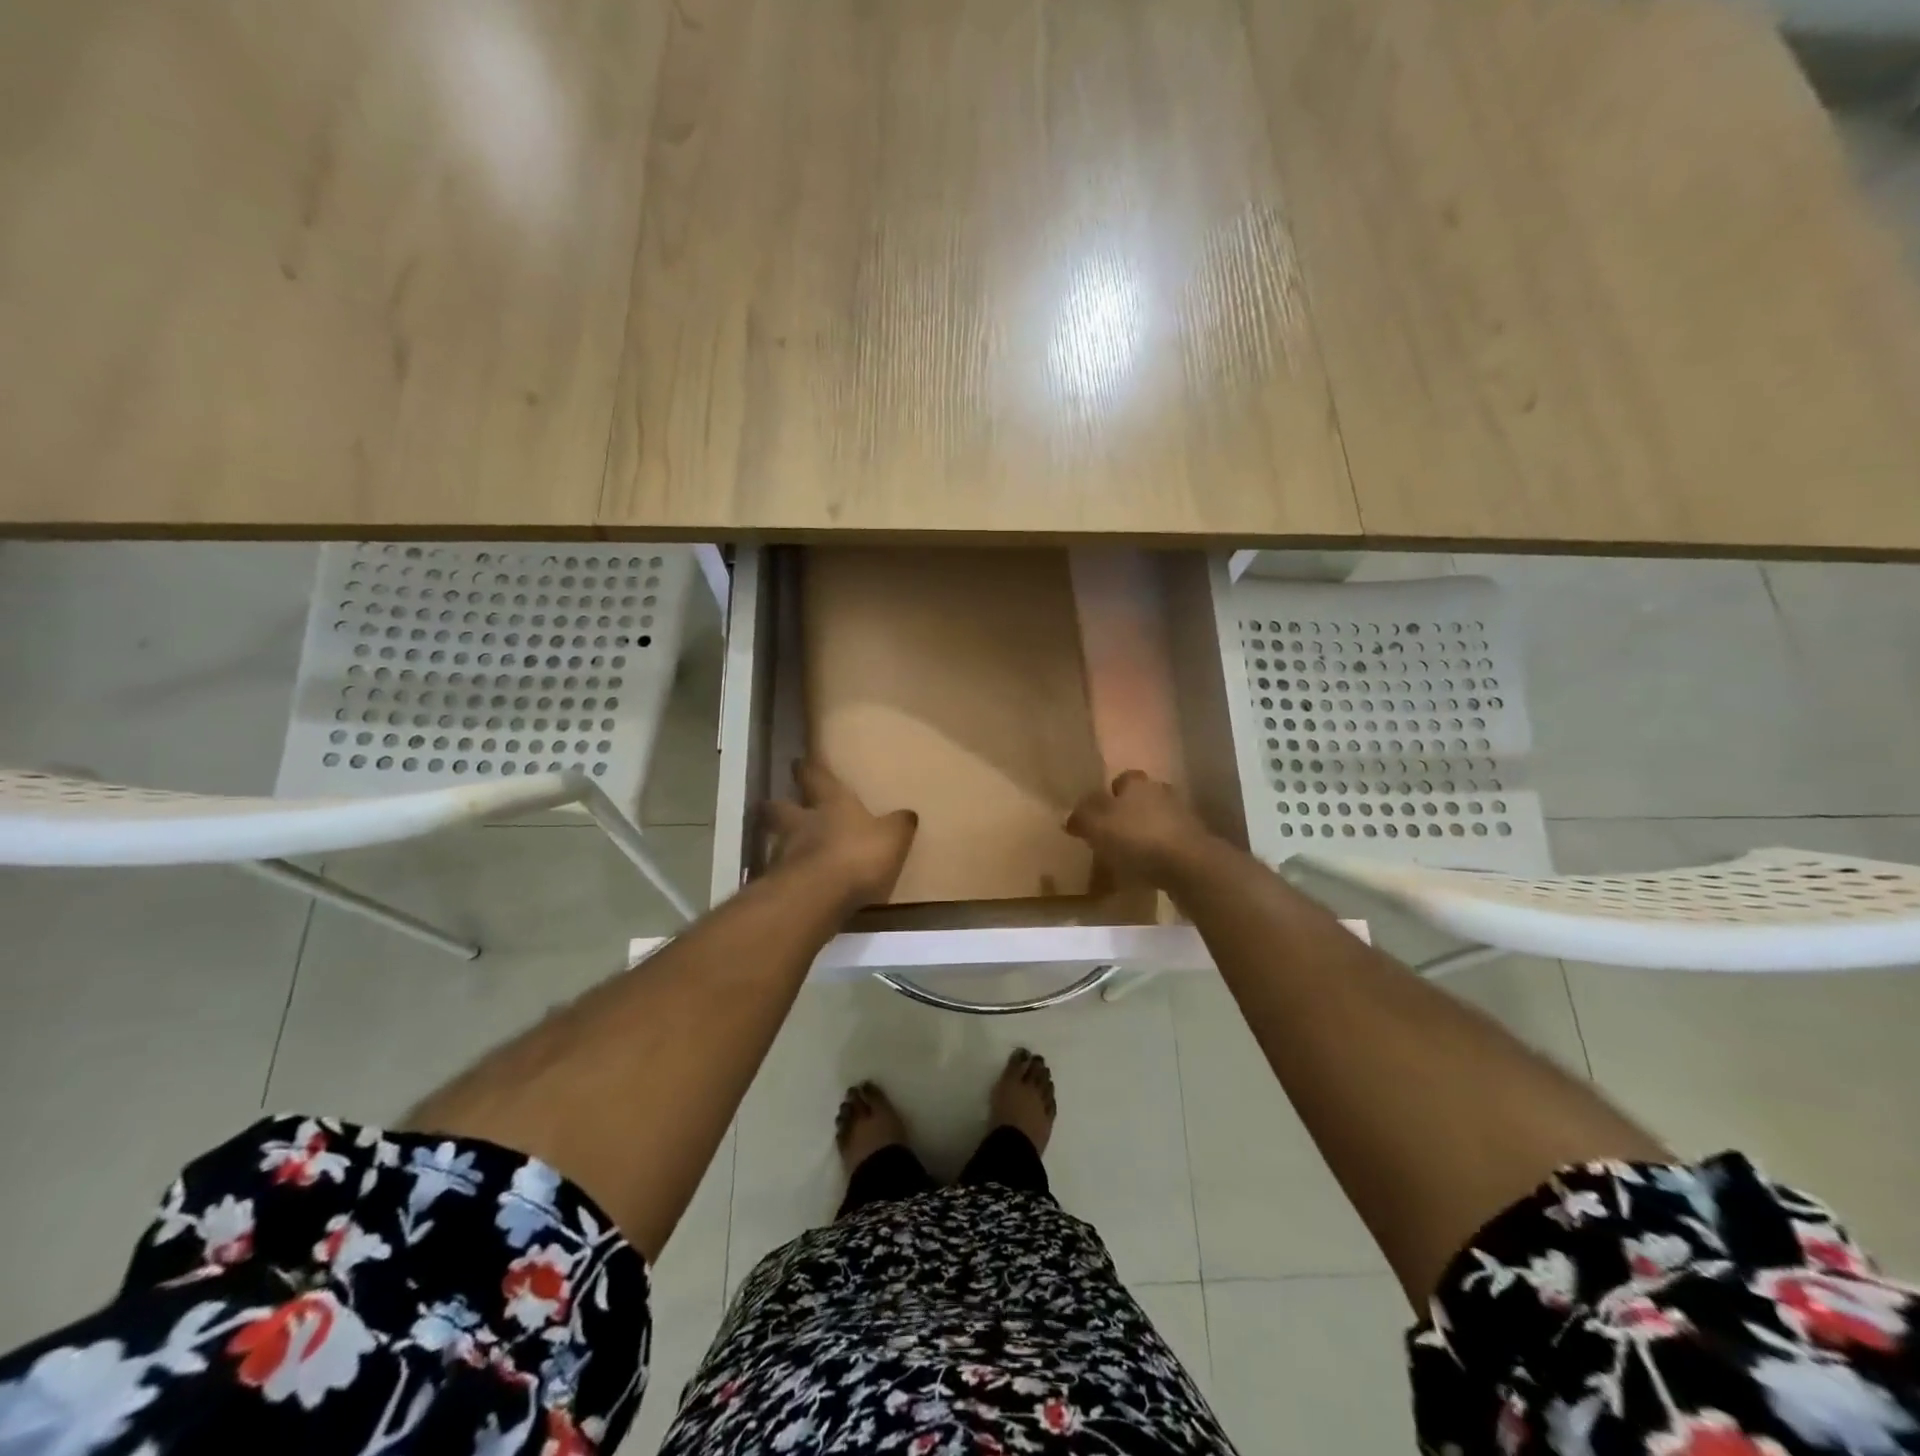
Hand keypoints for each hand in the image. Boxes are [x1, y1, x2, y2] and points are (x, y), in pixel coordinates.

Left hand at [762, 759, 917, 909]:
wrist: (818, 895)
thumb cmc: (857, 855)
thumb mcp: (892, 838)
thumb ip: (899, 825)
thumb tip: (909, 814)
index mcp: (831, 803)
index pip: (816, 776)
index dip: (810, 768)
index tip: (799, 760)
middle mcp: (802, 822)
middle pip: (779, 808)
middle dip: (777, 805)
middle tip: (774, 804)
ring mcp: (784, 853)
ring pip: (776, 840)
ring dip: (780, 842)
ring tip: (789, 850)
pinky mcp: (778, 883)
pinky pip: (780, 873)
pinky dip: (786, 875)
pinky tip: (796, 883)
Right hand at [1065, 770, 1215, 885]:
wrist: (1190, 865)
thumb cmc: (1138, 838)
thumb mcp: (1097, 825)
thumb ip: (1081, 817)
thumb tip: (1072, 816)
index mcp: (1137, 784)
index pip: (1121, 780)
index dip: (1108, 795)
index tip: (1097, 815)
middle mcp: (1162, 793)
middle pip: (1141, 799)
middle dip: (1128, 814)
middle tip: (1111, 835)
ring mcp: (1182, 818)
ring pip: (1156, 821)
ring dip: (1144, 834)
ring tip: (1128, 856)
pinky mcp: (1195, 843)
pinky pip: (1169, 844)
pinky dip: (1158, 853)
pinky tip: (1147, 870)